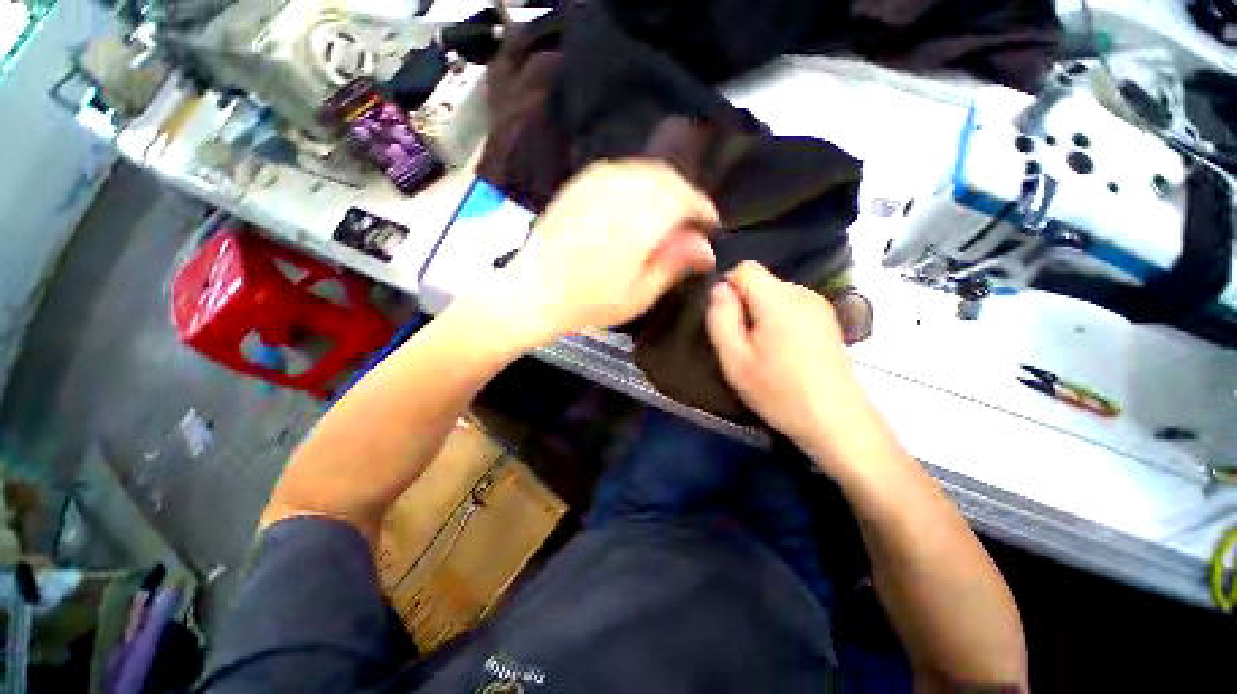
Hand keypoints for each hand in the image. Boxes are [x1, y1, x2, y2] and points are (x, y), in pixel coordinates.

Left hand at [466, 160, 717, 346]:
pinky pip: (620, 171)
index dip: (703, 209)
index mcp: (637, 222)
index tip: (710, 225)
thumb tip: (706, 247)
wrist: (534, 291)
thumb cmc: (588, 303)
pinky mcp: (579, 184)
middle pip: (667, 179)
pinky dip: (638, 182)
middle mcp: (619, 192)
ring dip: (664, 187)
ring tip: (667, 214)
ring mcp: (595, 183)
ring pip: (644, 171)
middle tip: (690, 222)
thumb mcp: (638, 295)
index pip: (684, 199)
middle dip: (685, 197)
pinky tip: (637, 204)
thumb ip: (673, 264)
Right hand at [706, 261, 886, 474]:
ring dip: (761, 313)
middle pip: (761, 281)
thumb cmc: (779, 391)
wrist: (836, 421)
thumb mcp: (735, 359)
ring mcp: (819, 305)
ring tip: (763, 350)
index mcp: (778, 299)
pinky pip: (792, 306)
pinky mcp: (828, 319)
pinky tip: (784, 351)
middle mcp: (802, 293)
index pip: (745, 268)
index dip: (728, 287)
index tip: (726, 320)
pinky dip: (779, 319)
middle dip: (744, 303)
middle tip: (742, 343)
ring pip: (776, 294)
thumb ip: (720, 318)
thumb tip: (719, 288)